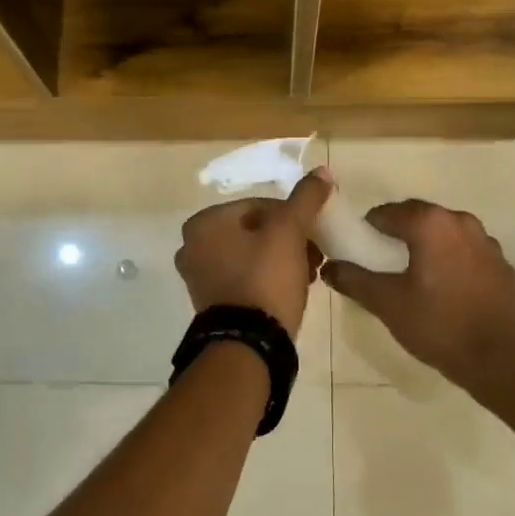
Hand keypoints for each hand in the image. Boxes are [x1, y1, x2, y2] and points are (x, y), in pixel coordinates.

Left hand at [176, 171, 332, 339]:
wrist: (249, 344)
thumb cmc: (266, 279)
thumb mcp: (290, 232)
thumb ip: (305, 199)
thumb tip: (321, 171)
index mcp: (204, 223)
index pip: (259, 206)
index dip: (293, 217)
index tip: (315, 235)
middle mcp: (193, 246)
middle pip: (255, 231)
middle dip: (289, 240)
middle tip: (315, 255)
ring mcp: (199, 277)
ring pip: (252, 255)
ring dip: (283, 259)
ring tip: (309, 274)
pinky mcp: (212, 303)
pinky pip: (245, 279)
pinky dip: (268, 279)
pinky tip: (292, 289)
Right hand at [322, 200, 514, 389]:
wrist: (500, 359)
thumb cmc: (438, 325)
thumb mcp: (387, 303)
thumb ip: (354, 280)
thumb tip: (330, 267)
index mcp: (431, 224)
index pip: (388, 212)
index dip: (368, 228)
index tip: (359, 249)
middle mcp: (461, 222)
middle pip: (419, 217)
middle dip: (397, 233)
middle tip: (381, 261)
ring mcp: (487, 243)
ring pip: (445, 233)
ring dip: (426, 245)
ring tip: (413, 275)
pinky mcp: (502, 265)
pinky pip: (467, 252)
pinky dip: (451, 260)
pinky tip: (445, 290)